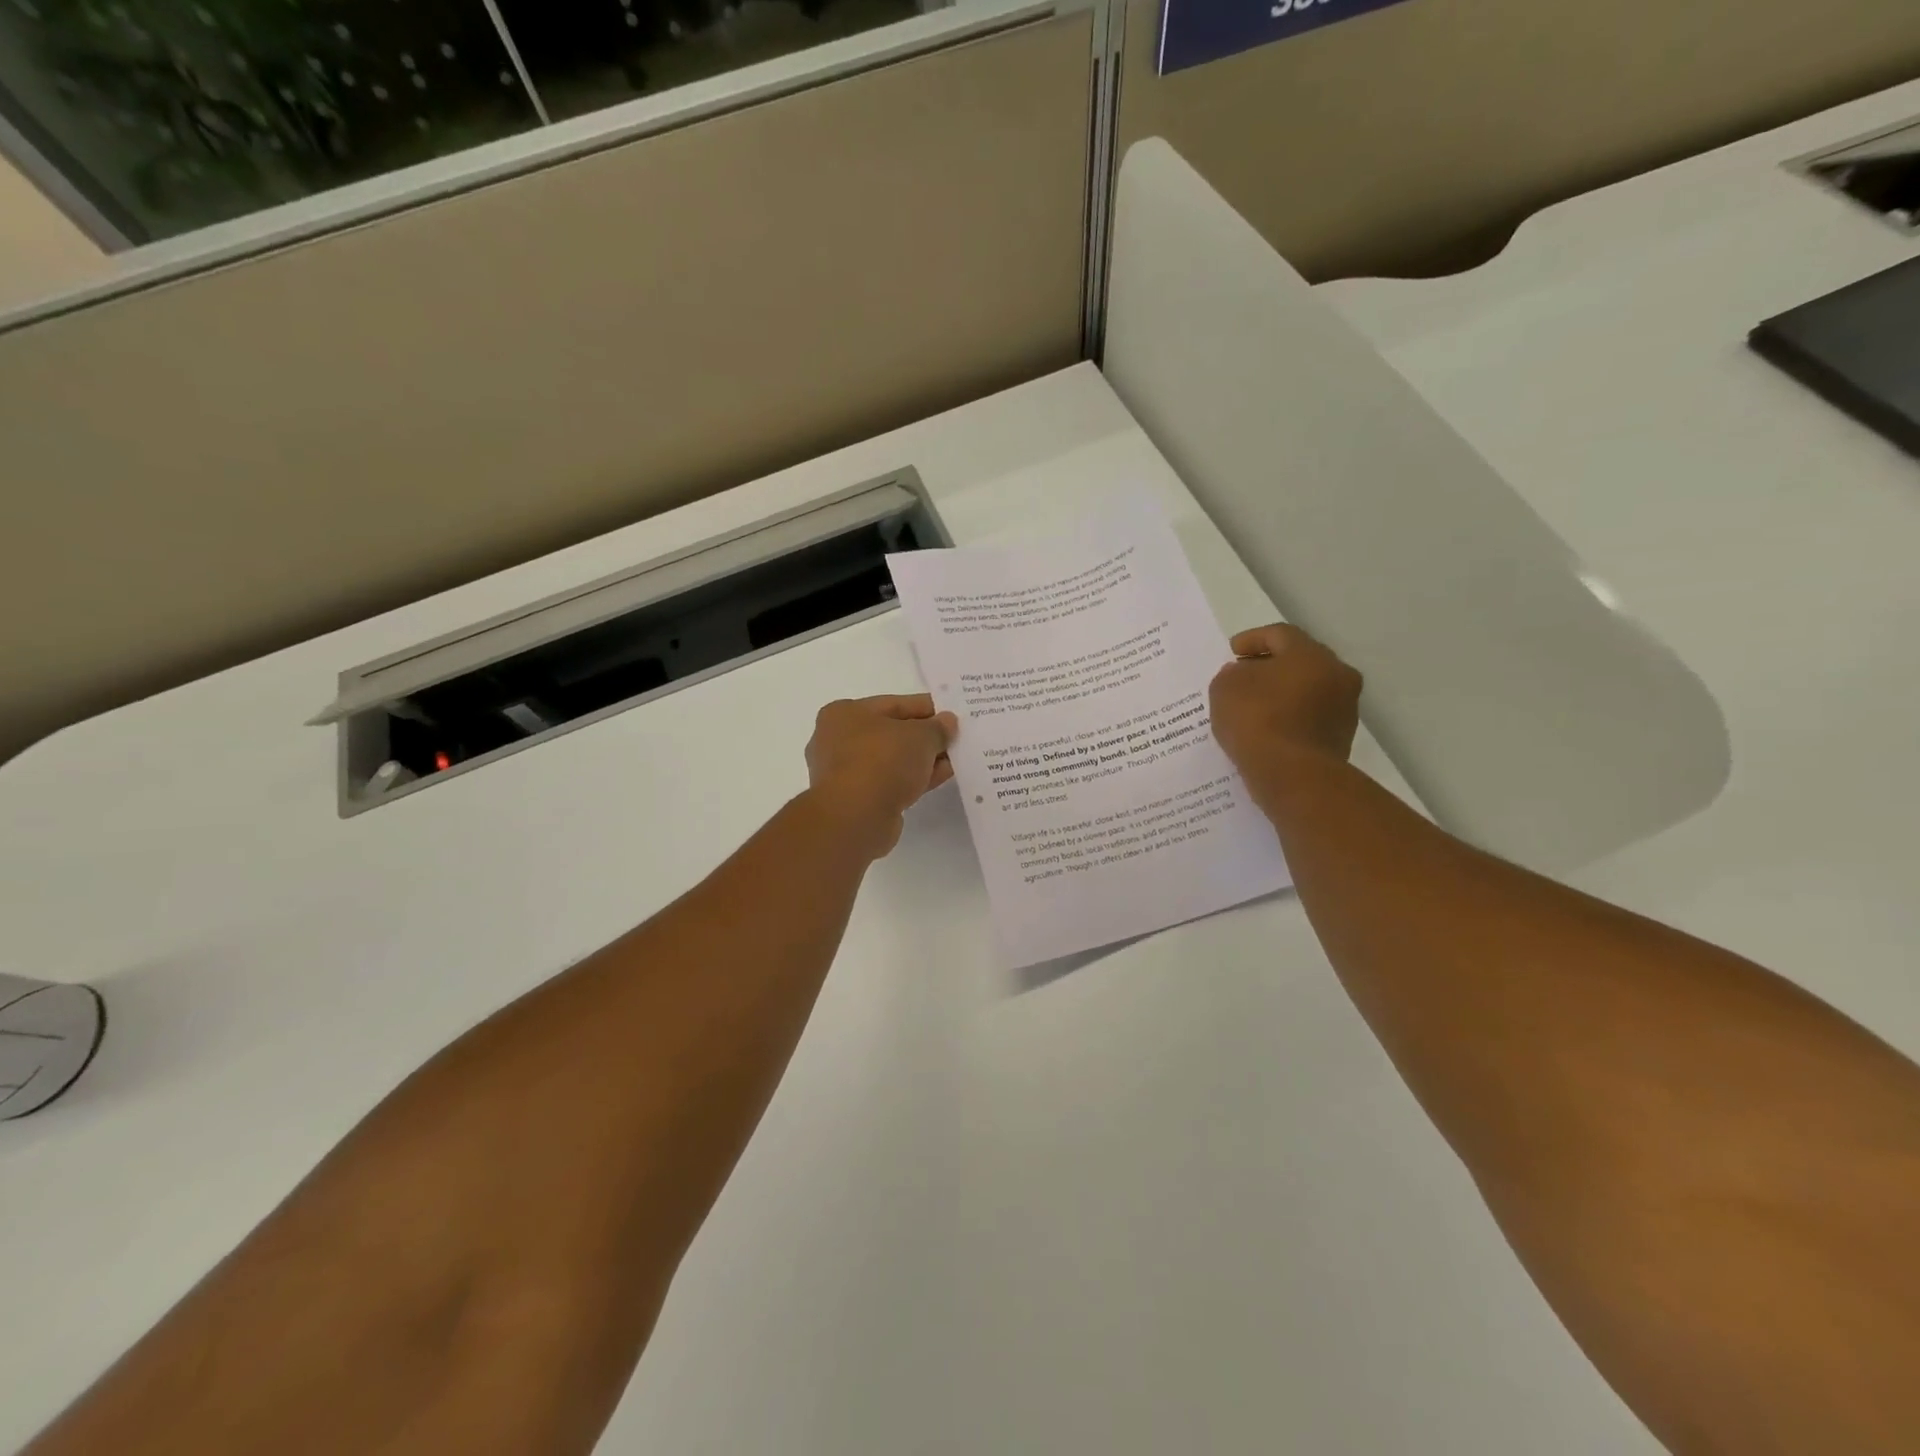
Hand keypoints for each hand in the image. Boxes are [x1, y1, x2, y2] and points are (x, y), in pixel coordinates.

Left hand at [804, 694, 958, 857]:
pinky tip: (942, 776)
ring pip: (893, 760)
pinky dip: (915, 778)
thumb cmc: (882, 761)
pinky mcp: (857, 799)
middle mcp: (838, 740)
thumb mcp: (920, 736)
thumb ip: (937, 727)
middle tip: (957, 738)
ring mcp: (846, 772)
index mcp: (845, 713)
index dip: (928, 708)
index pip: (895, 704)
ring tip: (955, 759)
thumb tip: (947, 723)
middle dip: (926, 736)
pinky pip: (892, 781)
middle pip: (893, 733)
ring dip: (923, 759)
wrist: (856, 816)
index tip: (953, 714)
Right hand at [1210, 625, 1362, 789]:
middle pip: (1299, 661)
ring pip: (1308, 690)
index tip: (1232, 651)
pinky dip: (1290, 718)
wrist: (1294, 776)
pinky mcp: (1341, 738)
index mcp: (1310, 654)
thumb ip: (1231, 674)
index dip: (1252, 639)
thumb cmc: (1258, 721)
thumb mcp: (1225, 688)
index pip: (1280, 635)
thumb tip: (1244, 674)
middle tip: (1245, 675)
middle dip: (1271, 666)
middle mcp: (1336, 675)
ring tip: (1254, 706)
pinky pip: (1310, 718)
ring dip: (1283, 693)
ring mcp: (1344, 709)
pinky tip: (1268, 730)